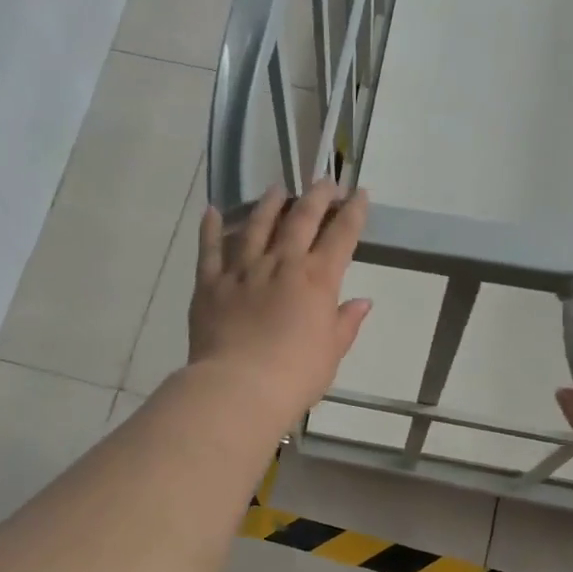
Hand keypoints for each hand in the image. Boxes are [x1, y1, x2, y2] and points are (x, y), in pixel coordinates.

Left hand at [187, 179, 371, 423]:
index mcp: (317, 280)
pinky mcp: (210, 283)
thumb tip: (362, 302)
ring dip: (269, 204)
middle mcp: (281, 264)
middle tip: (324, 182)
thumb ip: (346, 323)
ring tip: (276, 190)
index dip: (353, 212)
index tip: (360, 194)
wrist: (240, 388)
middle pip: (301, 219)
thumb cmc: (295, 375)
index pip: (341, 236)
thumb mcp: (332, 352)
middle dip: (316, 197)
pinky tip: (212, 212)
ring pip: (256, 225)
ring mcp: (243, 270)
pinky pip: (210, 249)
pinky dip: (211, 228)